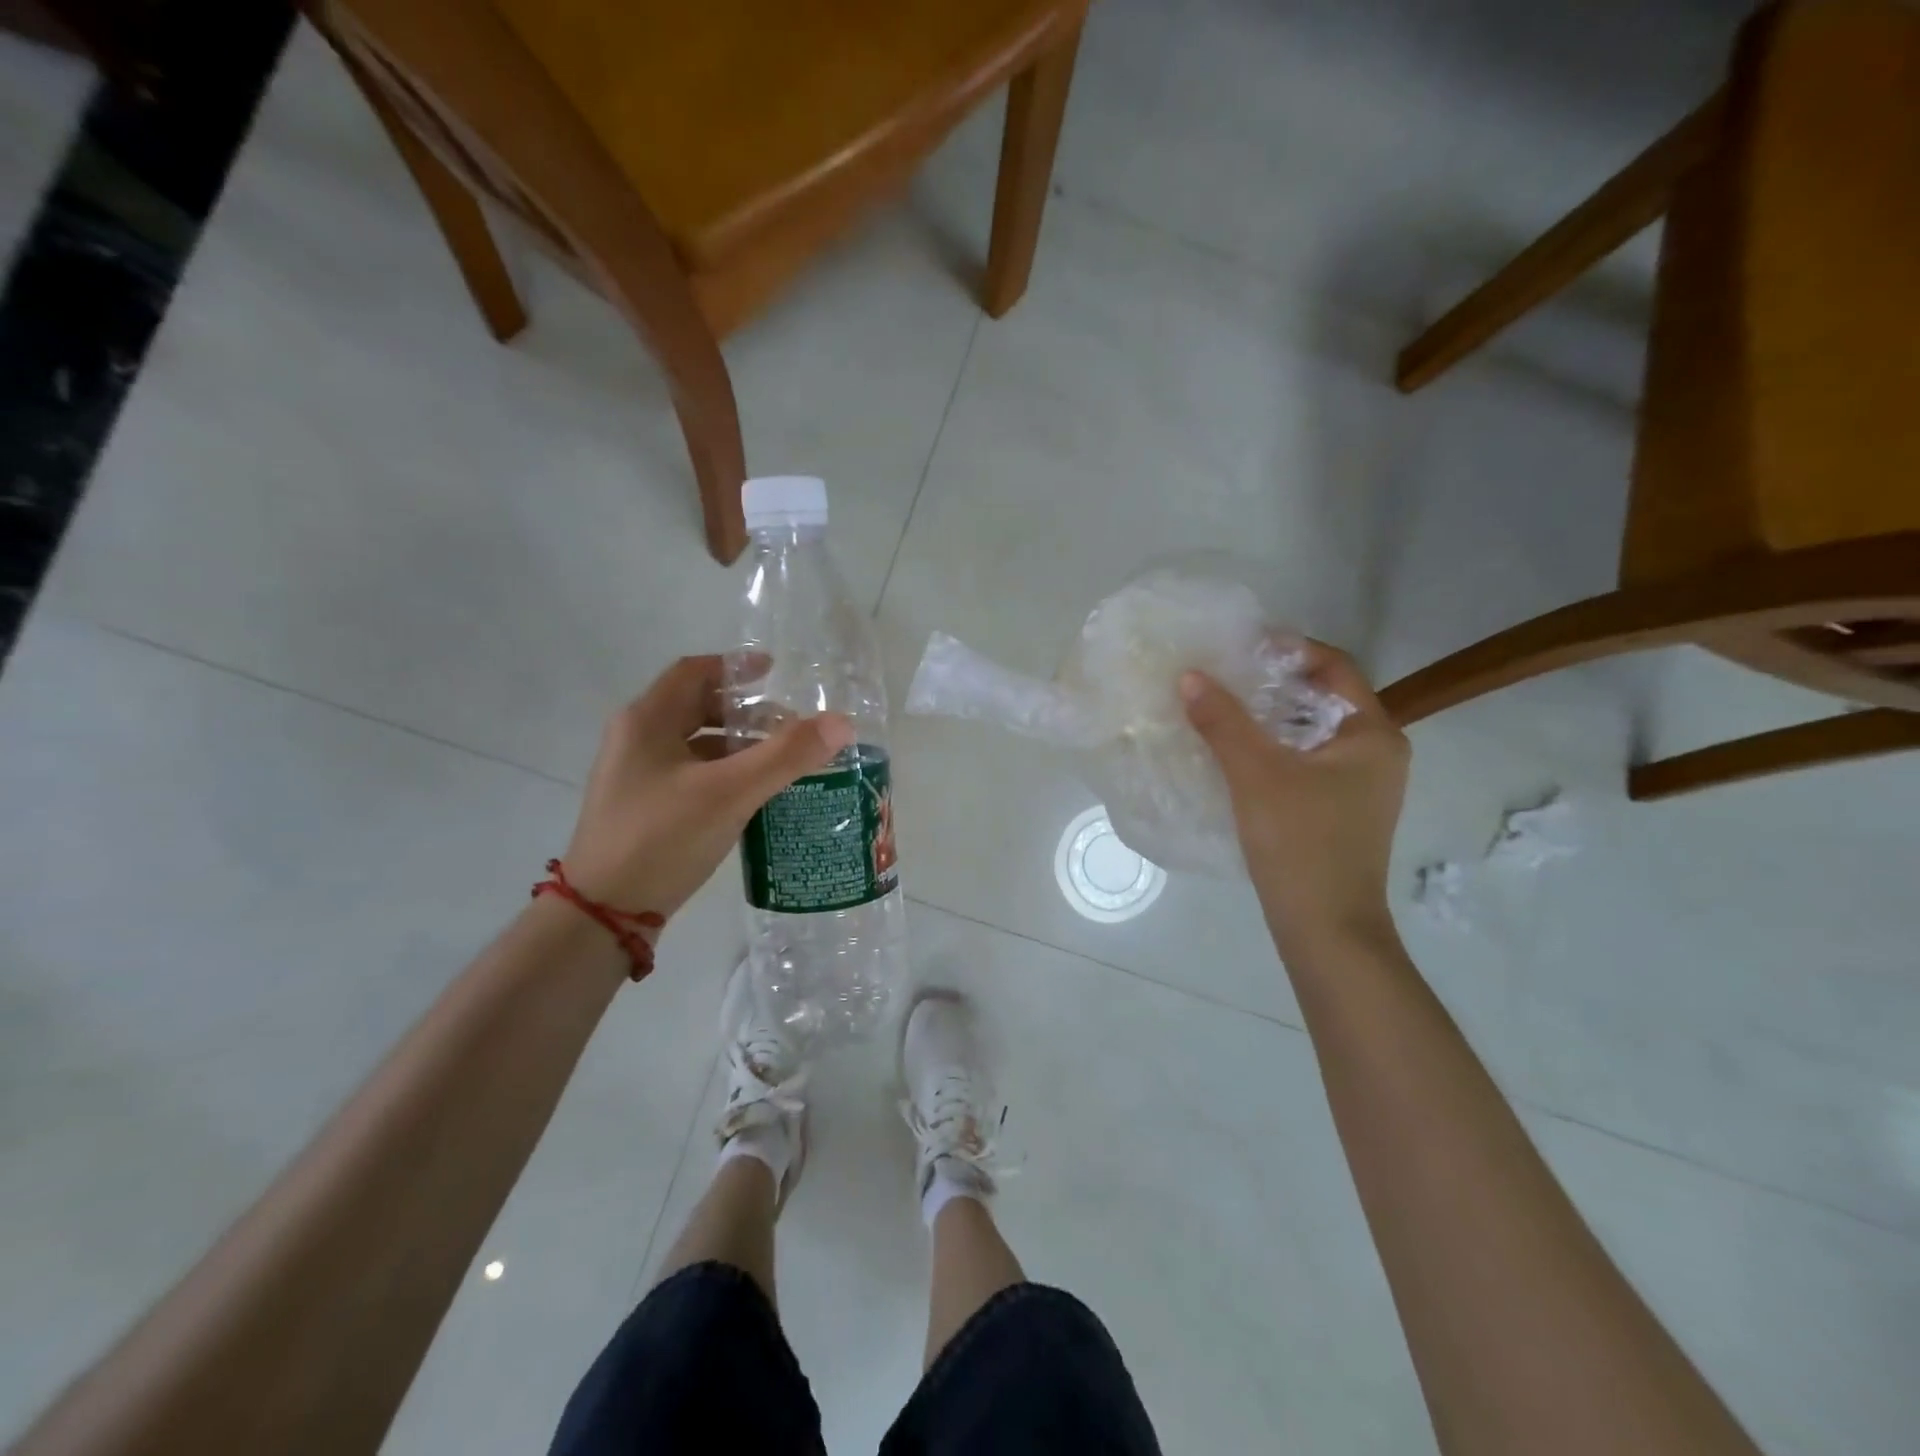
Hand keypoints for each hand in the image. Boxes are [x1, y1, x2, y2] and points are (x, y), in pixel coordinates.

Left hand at [562, 656, 853, 919]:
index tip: (776, 673)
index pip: (694, 671)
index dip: (736, 666)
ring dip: (739, 746)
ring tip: (782, 761)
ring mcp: (637, 778)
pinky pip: (693, 777)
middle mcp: (636, 741)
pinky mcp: (644, 810)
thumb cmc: (662, 838)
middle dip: (746, 713)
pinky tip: (755, 796)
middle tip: (790, 726)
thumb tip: (842, 723)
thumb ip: (786, 756)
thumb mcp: (730, 792)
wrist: (603, 914)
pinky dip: (726, 775)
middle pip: (697, 708)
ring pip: (697, 746)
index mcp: (646, 721)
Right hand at [1181, 641, 1408, 955]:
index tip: (1241, 645)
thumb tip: (1190, 676)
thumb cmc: (1301, 843)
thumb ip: (1223, 721)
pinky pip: (1305, 760)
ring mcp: (1360, 785)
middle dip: (1272, 682)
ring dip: (1268, 717)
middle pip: (1322, 697)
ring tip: (1220, 707)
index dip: (1289, 648)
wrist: (1327, 928)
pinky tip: (1233, 753)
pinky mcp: (1339, 809)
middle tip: (1223, 673)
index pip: (1334, 666)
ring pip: (1310, 732)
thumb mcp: (1256, 775)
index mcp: (1372, 734)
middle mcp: (1376, 752)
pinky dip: (1272, 748)